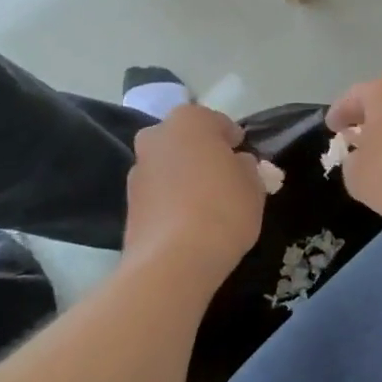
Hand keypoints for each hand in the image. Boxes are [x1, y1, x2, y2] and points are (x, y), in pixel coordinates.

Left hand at [124, 105, 265, 277]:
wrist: (173, 261)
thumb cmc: (223, 208)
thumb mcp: (253, 184)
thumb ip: (246, 166)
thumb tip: (236, 164)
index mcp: (189, 120)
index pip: (217, 122)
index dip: (234, 141)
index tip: (245, 160)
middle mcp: (156, 136)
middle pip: (186, 141)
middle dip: (203, 154)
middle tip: (225, 179)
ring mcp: (137, 169)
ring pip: (169, 166)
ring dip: (185, 177)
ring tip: (207, 205)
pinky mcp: (128, 203)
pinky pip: (159, 193)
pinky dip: (172, 200)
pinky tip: (189, 222)